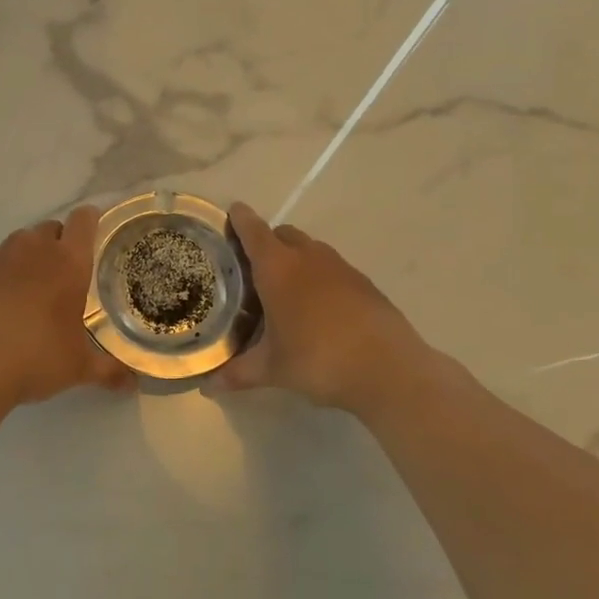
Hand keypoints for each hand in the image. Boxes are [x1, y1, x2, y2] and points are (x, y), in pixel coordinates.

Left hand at [0, 205, 131, 405]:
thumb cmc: (35, 358)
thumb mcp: (78, 368)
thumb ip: (108, 370)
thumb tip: (132, 384)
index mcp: (68, 262)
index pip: (84, 220)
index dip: (90, 221)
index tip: (93, 235)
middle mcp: (33, 249)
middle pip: (50, 228)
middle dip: (57, 245)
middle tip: (60, 277)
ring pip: (17, 243)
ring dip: (25, 258)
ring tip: (25, 291)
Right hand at [208, 202, 446, 415]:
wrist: (389, 369)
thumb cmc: (319, 359)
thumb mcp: (273, 370)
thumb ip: (239, 373)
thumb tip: (208, 386)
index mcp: (278, 268)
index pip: (254, 231)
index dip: (241, 219)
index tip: (232, 212)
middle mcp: (308, 257)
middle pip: (283, 234)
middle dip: (267, 241)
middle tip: (253, 266)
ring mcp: (340, 267)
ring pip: (311, 248)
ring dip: (295, 258)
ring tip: (285, 288)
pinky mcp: (364, 283)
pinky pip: (333, 268)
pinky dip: (320, 277)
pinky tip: (319, 308)